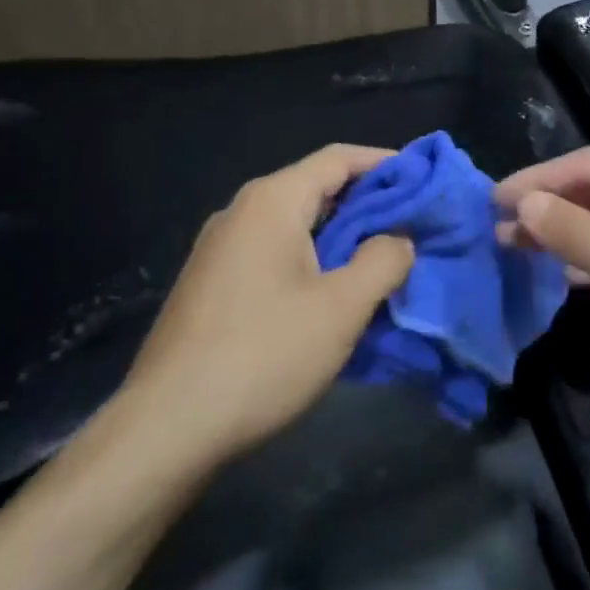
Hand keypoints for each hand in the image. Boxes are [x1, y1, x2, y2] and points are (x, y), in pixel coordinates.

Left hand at [116, 145, 414, 465]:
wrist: (164, 430)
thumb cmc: (263, 355)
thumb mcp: (342, 307)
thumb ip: (383, 260)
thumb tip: (399, 239)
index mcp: (272, 201)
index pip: (339, 158)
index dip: (386, 164)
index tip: (424, 182)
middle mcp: (241, 212)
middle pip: (316, 187)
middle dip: (368, 204)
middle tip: (412, 227)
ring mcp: (220, 248)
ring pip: (295, 224)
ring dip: (341, 236)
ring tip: (380, 262)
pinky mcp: (211, 284)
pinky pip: (273, 253)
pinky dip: (311, 259)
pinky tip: (331, 295)